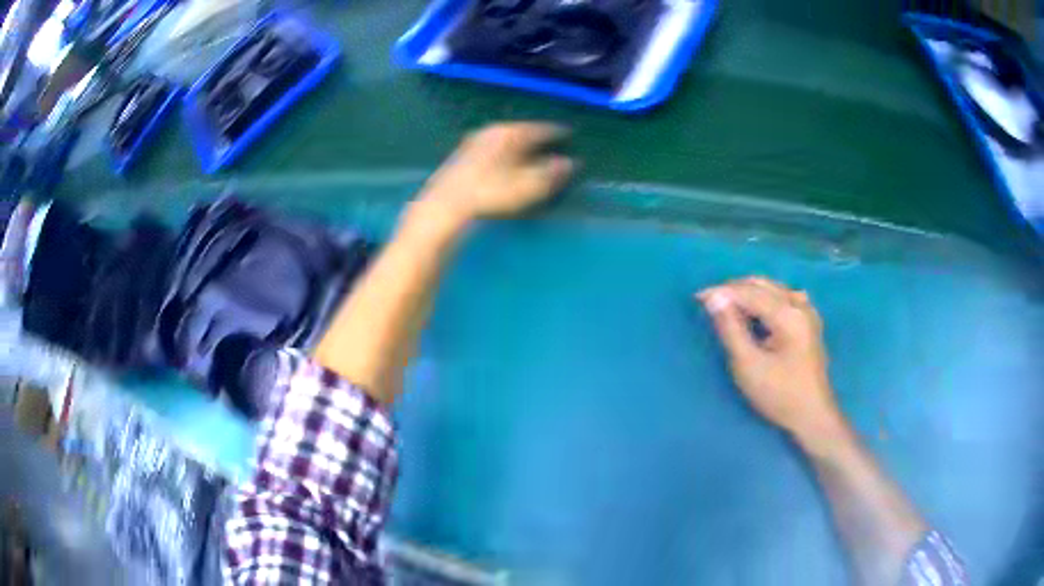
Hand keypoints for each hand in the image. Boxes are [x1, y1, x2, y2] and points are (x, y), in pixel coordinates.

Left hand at [420, 122, 574, 222]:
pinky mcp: (461, 156)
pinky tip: (504, 164)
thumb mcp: (527, 185)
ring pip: (504, 140)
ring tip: (529, 153)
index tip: (568, 133)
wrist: (446, 205)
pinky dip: (502, 153)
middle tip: (550, 142)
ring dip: (518, 146)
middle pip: (520, 131)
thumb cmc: (491, 193)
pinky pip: (491, 148)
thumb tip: (569, 163)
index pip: (540, 128)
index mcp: (510, 133)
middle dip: (536, 138)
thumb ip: (550, 173)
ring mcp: (473, 142)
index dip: (556, 132)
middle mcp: (491, 131)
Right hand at [698, 277, 842, 445]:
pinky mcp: (808, 322)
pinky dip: (763, 300)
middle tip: (710, 302)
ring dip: (748, 293)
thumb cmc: (779, 395)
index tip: (697, 297)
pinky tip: (755, 311)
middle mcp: (799, 305)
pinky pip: (782, 298)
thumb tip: (714, 298)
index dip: (722, 292)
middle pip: (762, 285)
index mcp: (788, 314)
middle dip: (734, 289)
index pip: (749, 292)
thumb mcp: (748, 365)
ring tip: (727, 308)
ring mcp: (807, 312)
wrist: (812, 416)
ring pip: (772, 289)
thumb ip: (730, 329)